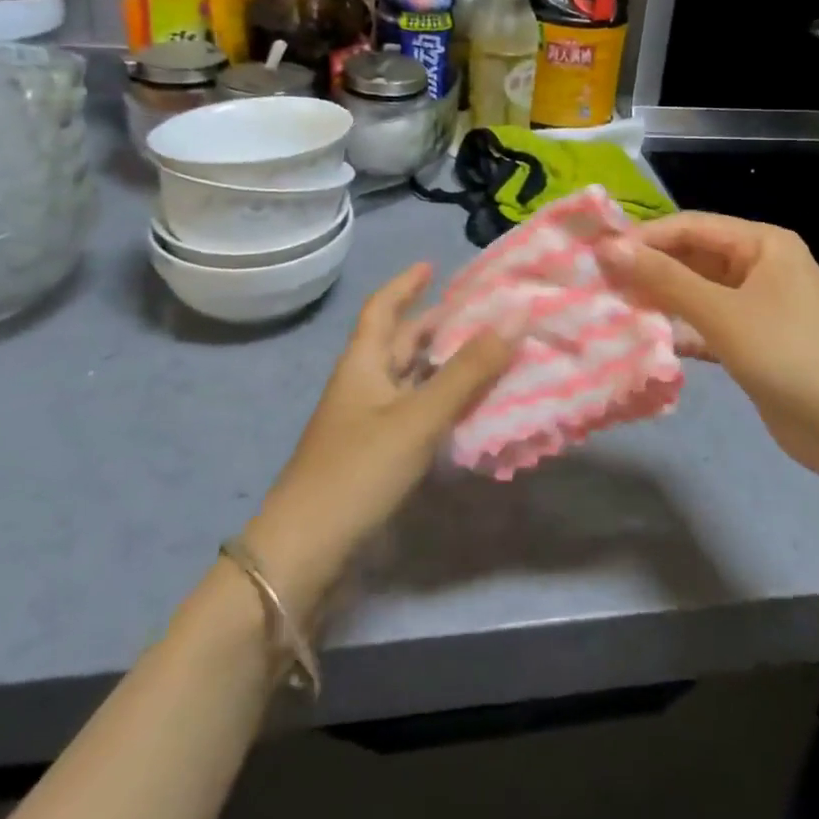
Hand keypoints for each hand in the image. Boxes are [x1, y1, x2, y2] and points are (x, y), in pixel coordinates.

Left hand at [243, 263, 517, 617]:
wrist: (304, 553)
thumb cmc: (358, 470)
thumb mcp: (418, 416)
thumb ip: (468, 371)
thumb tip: (515, 317)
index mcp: (362, 363)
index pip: (382, 308)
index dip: (405, 284)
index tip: (432, 265)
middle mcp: (362, 386)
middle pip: (397, 342)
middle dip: (433, 324)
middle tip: (477, 313)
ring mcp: (365, 423)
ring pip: (408, 379)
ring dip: (440, 364)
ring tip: (483, 353)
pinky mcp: (373, 456)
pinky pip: (413, 412)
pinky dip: (439, 402)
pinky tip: (466, 409)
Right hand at [598, 213, 818, 484]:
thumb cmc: (792, 356)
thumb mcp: (724, 313)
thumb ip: (666, 280)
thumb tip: (610, 248)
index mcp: (762, 243)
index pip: (690, 226)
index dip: (643, 238)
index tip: (596, 256)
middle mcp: (760, 266)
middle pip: (693, 257)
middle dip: (649, 270)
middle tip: (598, 285)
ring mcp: (759, 306)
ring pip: (697, 292)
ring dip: (661, 301)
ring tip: (611, 309)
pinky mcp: (754, 343)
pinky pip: (708, 325)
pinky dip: (680, 330)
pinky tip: (646, 340)